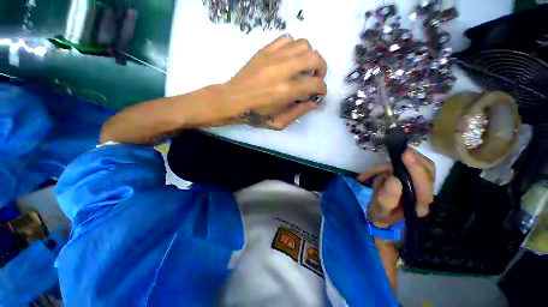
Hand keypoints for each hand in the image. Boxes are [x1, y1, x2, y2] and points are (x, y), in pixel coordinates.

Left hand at [221, 35, 327, 129]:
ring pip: (303, 44)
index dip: (322, 89)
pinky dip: (294, 47)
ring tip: (304, 67)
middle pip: (314, 57)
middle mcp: (283, 71)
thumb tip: (314, 102)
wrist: (233, 100)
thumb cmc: (256, 115)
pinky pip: (287, 39)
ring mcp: (273, 57)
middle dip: (322, 68)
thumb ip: (298, 112)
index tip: (319, 93)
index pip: (315, 84)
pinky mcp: (265, 51)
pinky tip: (290, 58)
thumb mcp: (278, 122)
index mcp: (286, 91)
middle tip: (316, 77)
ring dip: (309, 56)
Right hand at [357, 148, 434, 228]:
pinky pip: (418, 164)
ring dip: (413, 158)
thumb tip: (394, 179)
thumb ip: (387, 198)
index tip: (405, 156)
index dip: (416, 171)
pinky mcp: (416, 179)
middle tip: (403, 151)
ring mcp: (422, 186)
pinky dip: (408, 158)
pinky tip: (397, 156)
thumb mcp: (379, 209)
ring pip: (426, 167)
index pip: (424, 189)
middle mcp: (425, 196)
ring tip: (399, 152)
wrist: (382, 213)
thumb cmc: (380, 212)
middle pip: (430, 174)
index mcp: (418, 206)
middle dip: (417, 161)